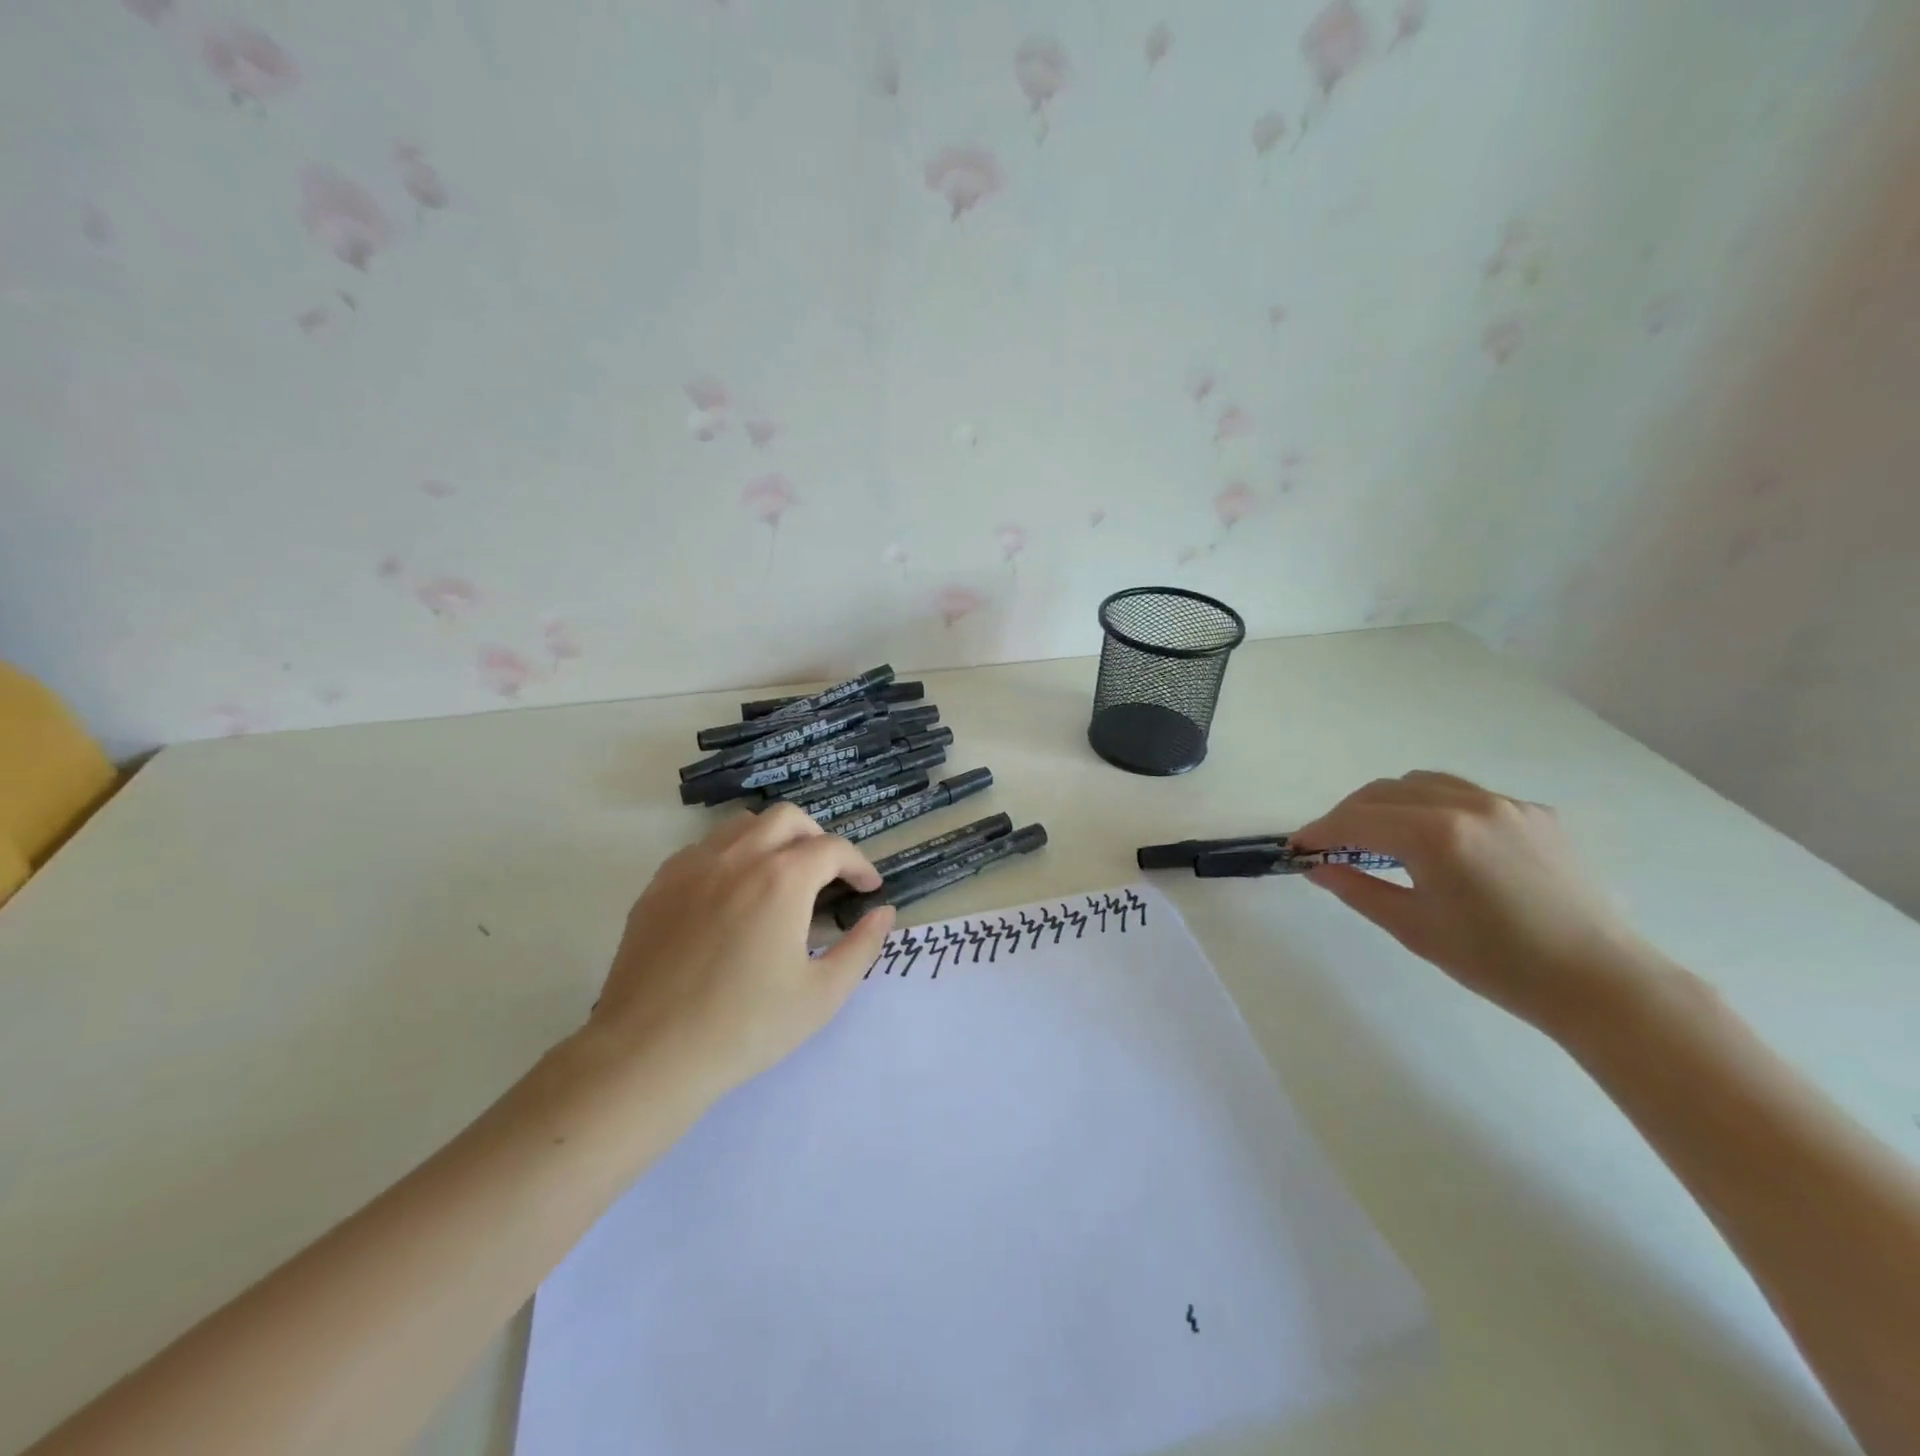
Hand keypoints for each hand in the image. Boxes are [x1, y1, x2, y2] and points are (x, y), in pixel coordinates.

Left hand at [586, 804, 895, 1101]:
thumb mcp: (822, 995)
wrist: (648, 1055)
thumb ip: (862, 947)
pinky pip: (704, 849)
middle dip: (817, 839)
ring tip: (781, 879)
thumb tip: (884, 913)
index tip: (868, 889)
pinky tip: (732, 895)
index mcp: (782, 879)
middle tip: (828, 876)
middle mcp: (738, 857)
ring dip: (773, 840)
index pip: (833, 848)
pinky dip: (730, 856)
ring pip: (742, 825)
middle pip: (788, 818)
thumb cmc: (745, 1028)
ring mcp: (693, 866)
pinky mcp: (659, 885)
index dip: (859, 864)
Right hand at [1291, 772, 1664, 1035]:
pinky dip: (1432, 807)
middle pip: (1384, 791)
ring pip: (1422, 783)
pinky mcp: (1533, 813)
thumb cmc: (1496, 962)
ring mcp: (1505, 804)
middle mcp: (1468, 804)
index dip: (1320, 831)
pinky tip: (1437, 843)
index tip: (1298, 848)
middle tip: (1332, 847)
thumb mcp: (1412, 927)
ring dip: (1388, 804)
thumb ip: (1356, 888)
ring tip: (1378, 838)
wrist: (1599, 981)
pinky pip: (1465, 795)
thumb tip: (1317, 867)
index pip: (1357, 819)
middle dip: (1349, 814)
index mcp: (1435, 834)